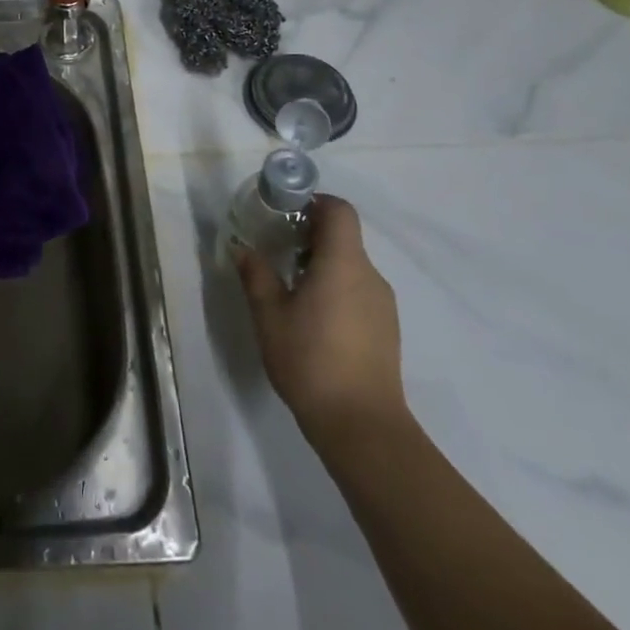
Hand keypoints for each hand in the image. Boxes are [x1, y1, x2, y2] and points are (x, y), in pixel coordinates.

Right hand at [235, 194, 406, 443]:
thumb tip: (242, 247)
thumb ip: (256, 275)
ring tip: (292, 290)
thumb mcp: (269, 315)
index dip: (314, 202)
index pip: (339, 210)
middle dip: (310, 236)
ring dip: (323, 265)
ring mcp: (383, 304)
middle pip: (344, 237)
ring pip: (351, 266)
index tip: (285, 215)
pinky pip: (359, 291)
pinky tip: (315, 321)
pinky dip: (337, 290)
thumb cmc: (310, 360)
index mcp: (343, 262)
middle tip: (278, 251)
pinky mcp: (386, 329)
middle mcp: (369, 275)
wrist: (362, 426)